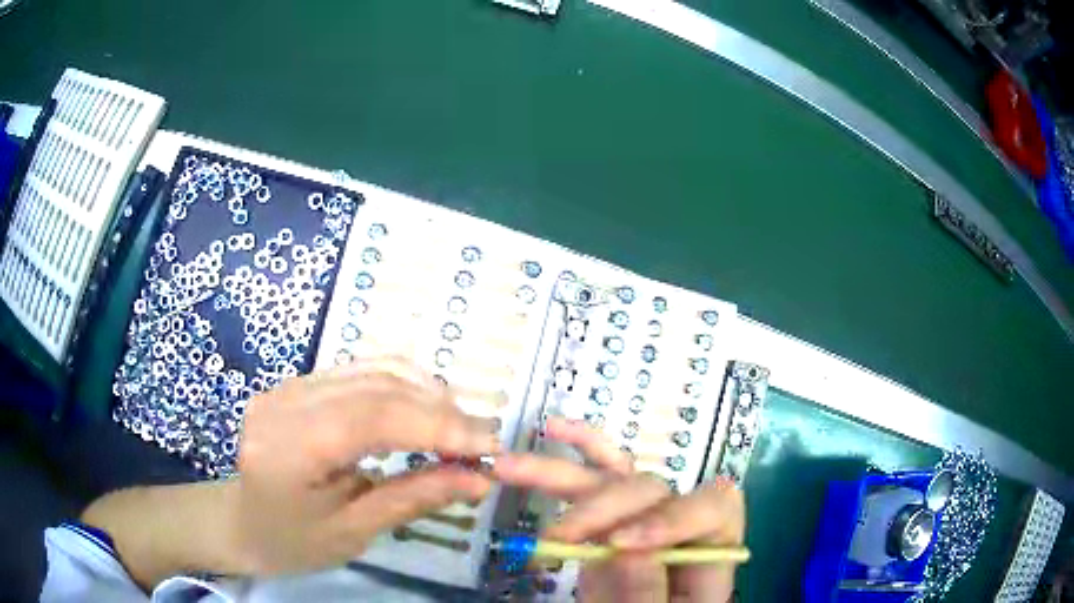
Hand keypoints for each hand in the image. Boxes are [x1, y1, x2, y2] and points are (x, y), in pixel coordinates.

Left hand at [231, 356, 499, 574]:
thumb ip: (413, 499)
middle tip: (483, 440)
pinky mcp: (299, 383)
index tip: (489, 446)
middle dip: (440, 410)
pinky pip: (361, 371)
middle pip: (377, 385)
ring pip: (373, 368)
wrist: (241, 523)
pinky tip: (424, 410)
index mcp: (289, 447)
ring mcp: (289, 385)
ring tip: (460, 427)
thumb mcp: (353, 532)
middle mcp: (285, 401)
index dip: (437, 426)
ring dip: (426, 393)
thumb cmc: (292, 542)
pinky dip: (403, 387)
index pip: (373, 417)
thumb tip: (478, 479)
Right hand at [493, 417, 744, 602]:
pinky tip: (553, 429)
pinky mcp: (606, 523)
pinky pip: (596, 477)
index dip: (671, 516)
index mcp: (708, 550)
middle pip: (651, 490)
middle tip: (557, 539)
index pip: (714, 508)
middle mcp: (674, 526)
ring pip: (611, 478)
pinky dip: (577, 452)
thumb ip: (647, 592)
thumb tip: (620, 545)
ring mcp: (638, 520)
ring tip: (510, 466)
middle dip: (600, 508)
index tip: (620, 543)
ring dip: (560, 470)